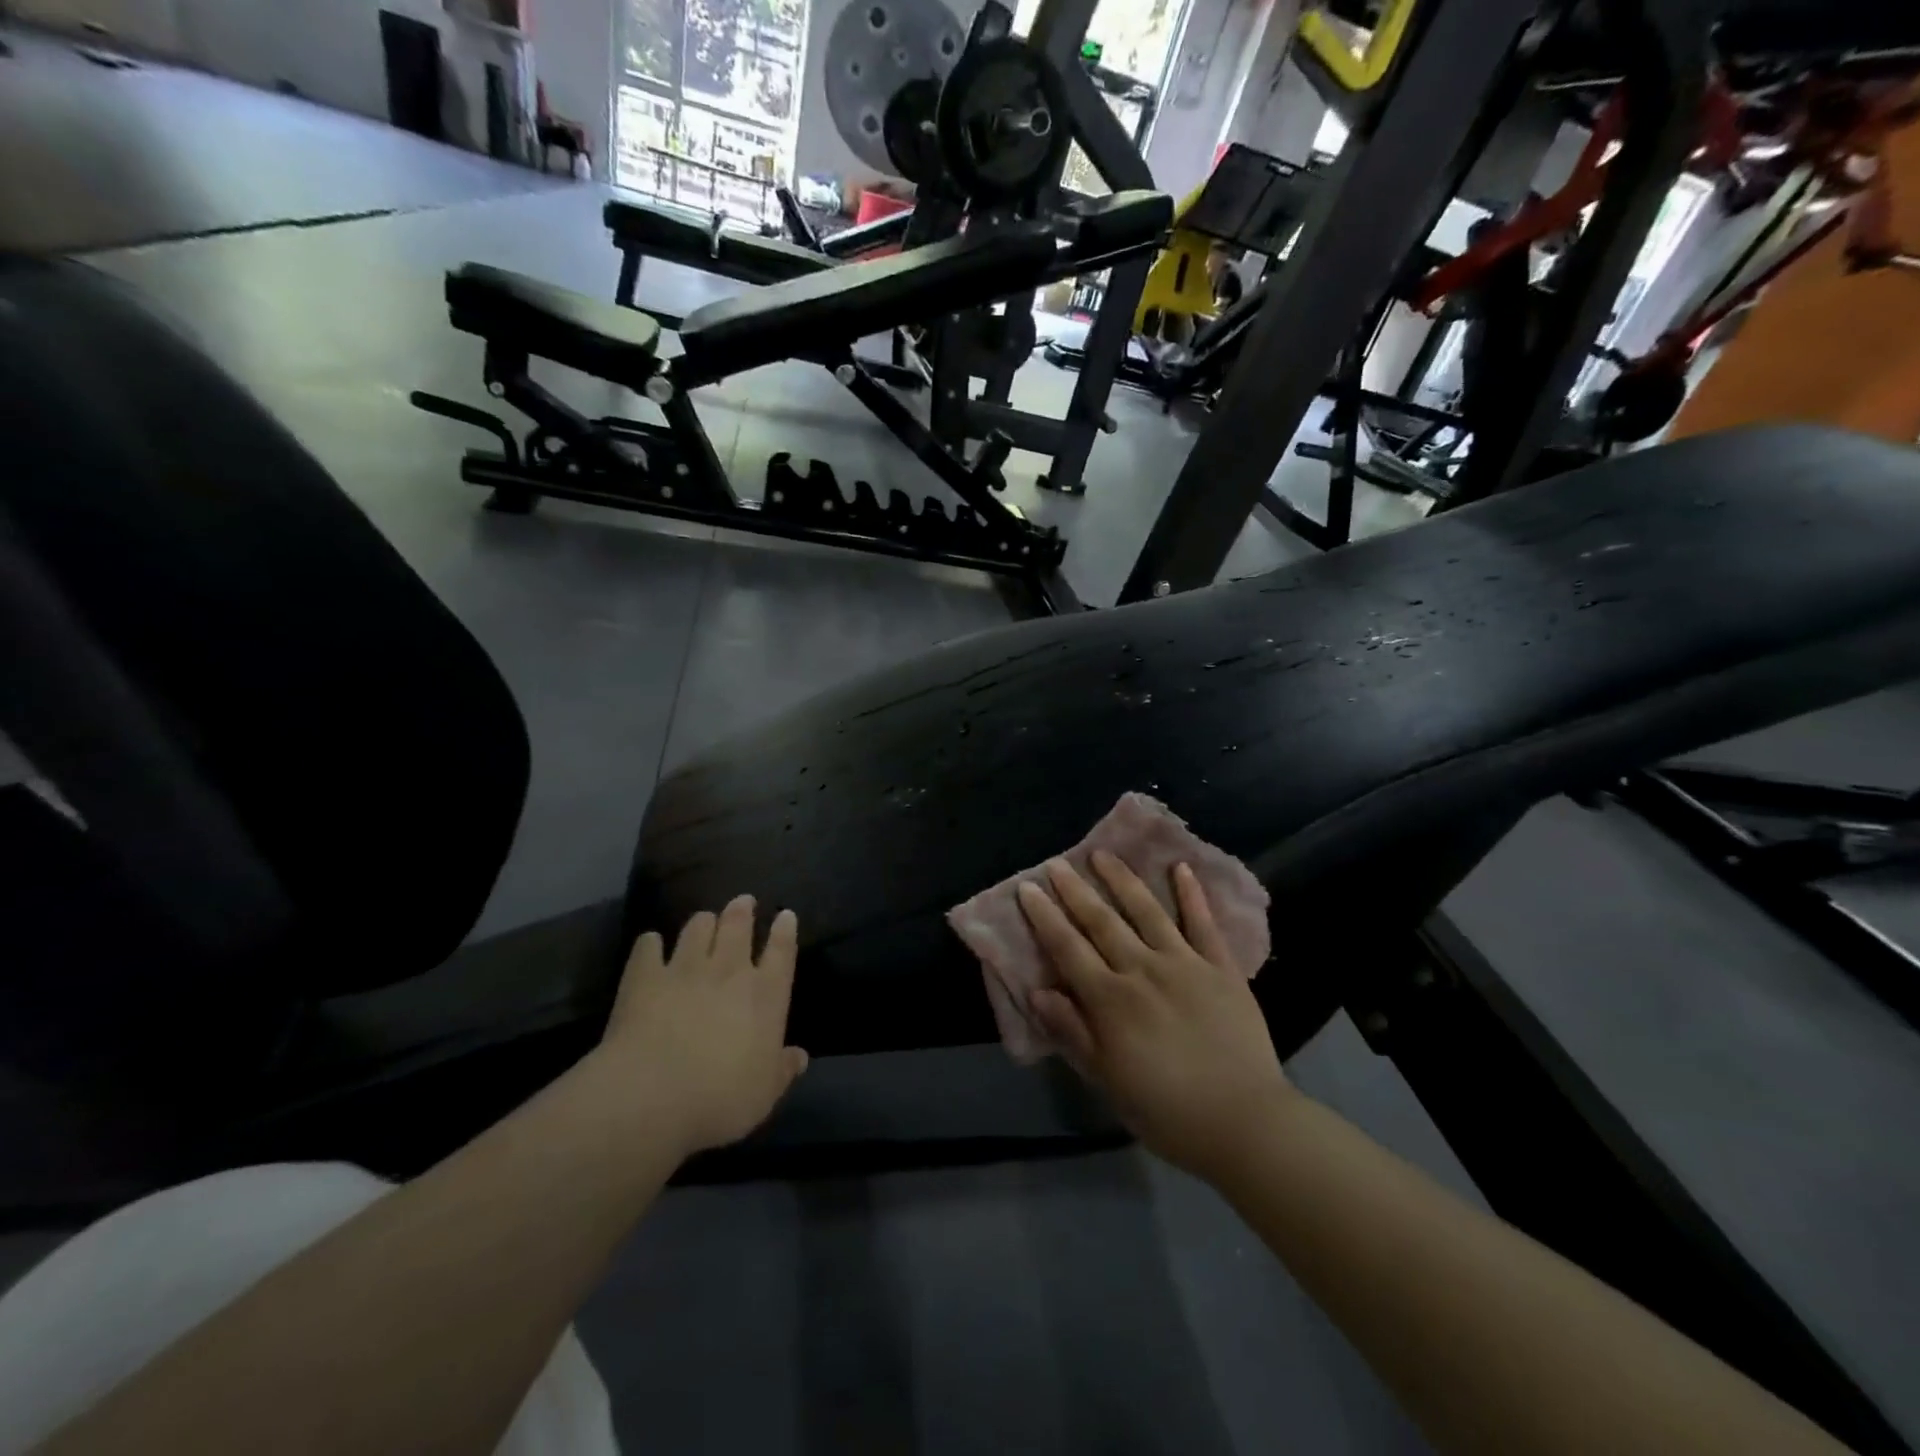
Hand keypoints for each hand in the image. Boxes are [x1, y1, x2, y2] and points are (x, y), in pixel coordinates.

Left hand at [593, 896, 808, 1159]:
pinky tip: (650, 944)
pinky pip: (648, 949)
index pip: (782, 951)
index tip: (785, 915)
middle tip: (743, 901)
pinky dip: (650, 944)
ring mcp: (685, 969)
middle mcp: (729, 971)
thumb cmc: (720, 1098)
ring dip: (702, 922)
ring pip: (697, 929)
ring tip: (703, 920)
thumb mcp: (764, 1093)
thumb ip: (782, 1070)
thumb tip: (800, 1057)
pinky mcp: (644, 978)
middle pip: (738, 926)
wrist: (651, 1095)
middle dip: (742, 910)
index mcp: (766, 995)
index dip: (785, 931)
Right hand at [1018, 854, 1292, 1181]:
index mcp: (1111, 1000)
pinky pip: (1203, 923)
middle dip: (1076, 890)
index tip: (1028, 888)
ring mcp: (1185, 963)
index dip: (1045, 916)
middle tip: (1057, 863)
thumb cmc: (1166, 1110)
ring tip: (1104, 854)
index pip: (1068, 948)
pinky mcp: (1221, 968)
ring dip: (1123, 880)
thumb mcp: (1107, 1080)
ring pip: (1147, 911)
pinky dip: (1192, 894)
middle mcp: (1143, 969)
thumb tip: (1037, 991)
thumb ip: (1072, 1032)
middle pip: (1102, 921)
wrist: (1245, 1122)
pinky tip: (1181, 868)